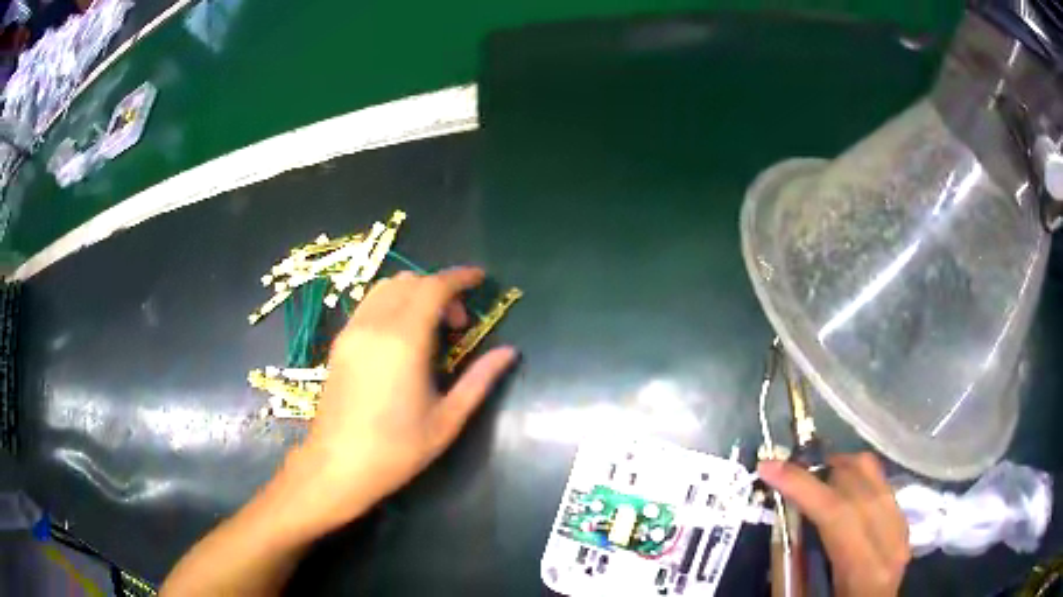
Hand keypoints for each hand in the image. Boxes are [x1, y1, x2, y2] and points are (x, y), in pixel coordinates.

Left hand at [288, 267, 516, 531]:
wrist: (338, 466)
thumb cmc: (398, 449)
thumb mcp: (447, 419)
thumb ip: (480, 379)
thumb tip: (510, 352)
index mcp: (404, 341)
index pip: (434, 287)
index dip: (460, 277)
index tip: (480, 279)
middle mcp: (374, 325)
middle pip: (410, 282)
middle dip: (440, 289)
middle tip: (458, 323)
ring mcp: (352, 332)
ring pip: (386, 288)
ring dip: (414, 293)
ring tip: (430, 328)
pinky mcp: (339, 343)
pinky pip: (369, 305)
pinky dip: (392, 303)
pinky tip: (401, 337)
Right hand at [759, 453, 909, 596]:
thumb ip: (793, 567)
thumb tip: (778, 520)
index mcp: (865, 571)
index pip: (836, 514)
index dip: (802, 486)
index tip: (768, 467)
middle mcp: (891, 544)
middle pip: (859, 485)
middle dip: (820, 471)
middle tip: (788, 473)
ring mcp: (901, 532)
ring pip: (874, 477)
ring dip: (840, 470)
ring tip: (814, 478)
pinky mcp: (903, 528)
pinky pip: (881, 487)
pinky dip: (857, 481)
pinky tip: (840, 493)